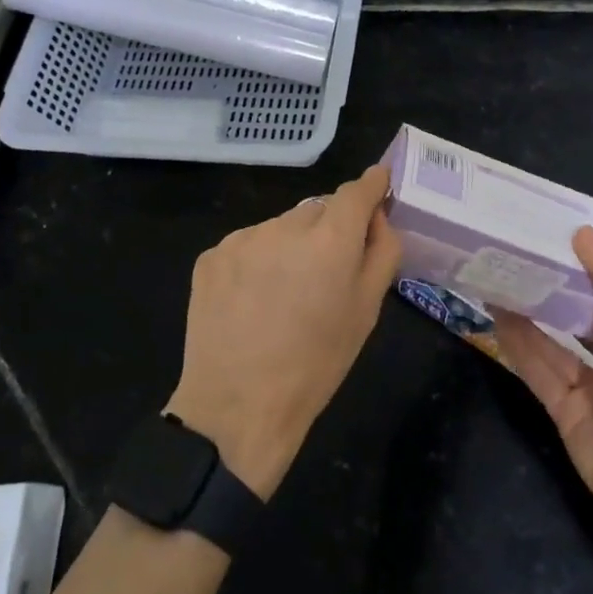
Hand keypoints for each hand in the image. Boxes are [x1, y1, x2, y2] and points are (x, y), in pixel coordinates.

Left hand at [166, 165, 401, 498]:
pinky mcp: (211, 255)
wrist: (236, 407)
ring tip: (283, 294)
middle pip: (317, 210)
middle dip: (328, 230)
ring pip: (280, 228)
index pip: (356, 190)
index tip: (379, 185)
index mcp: (330, 240)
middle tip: (326, 272)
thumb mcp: (366, 313)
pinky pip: (247, 246)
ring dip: (289, 246)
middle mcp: (285, 226)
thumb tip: (377, 217)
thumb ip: (381, 253)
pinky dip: (256, 262)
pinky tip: (251, 301)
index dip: (371, 185)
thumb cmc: (315, 366)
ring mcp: (242, 238)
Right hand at [494, 226, 592, 558]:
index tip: (554, 232)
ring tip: (497, 278)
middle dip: (552, 287)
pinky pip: (537, 370)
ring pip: (552, 340)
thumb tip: (582, 233)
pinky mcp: (564, 410)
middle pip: (579, 314)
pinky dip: (518, 345)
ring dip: (528, 312)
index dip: (586, 262)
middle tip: (516, 253)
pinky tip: (497, 317)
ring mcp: (590, 385)